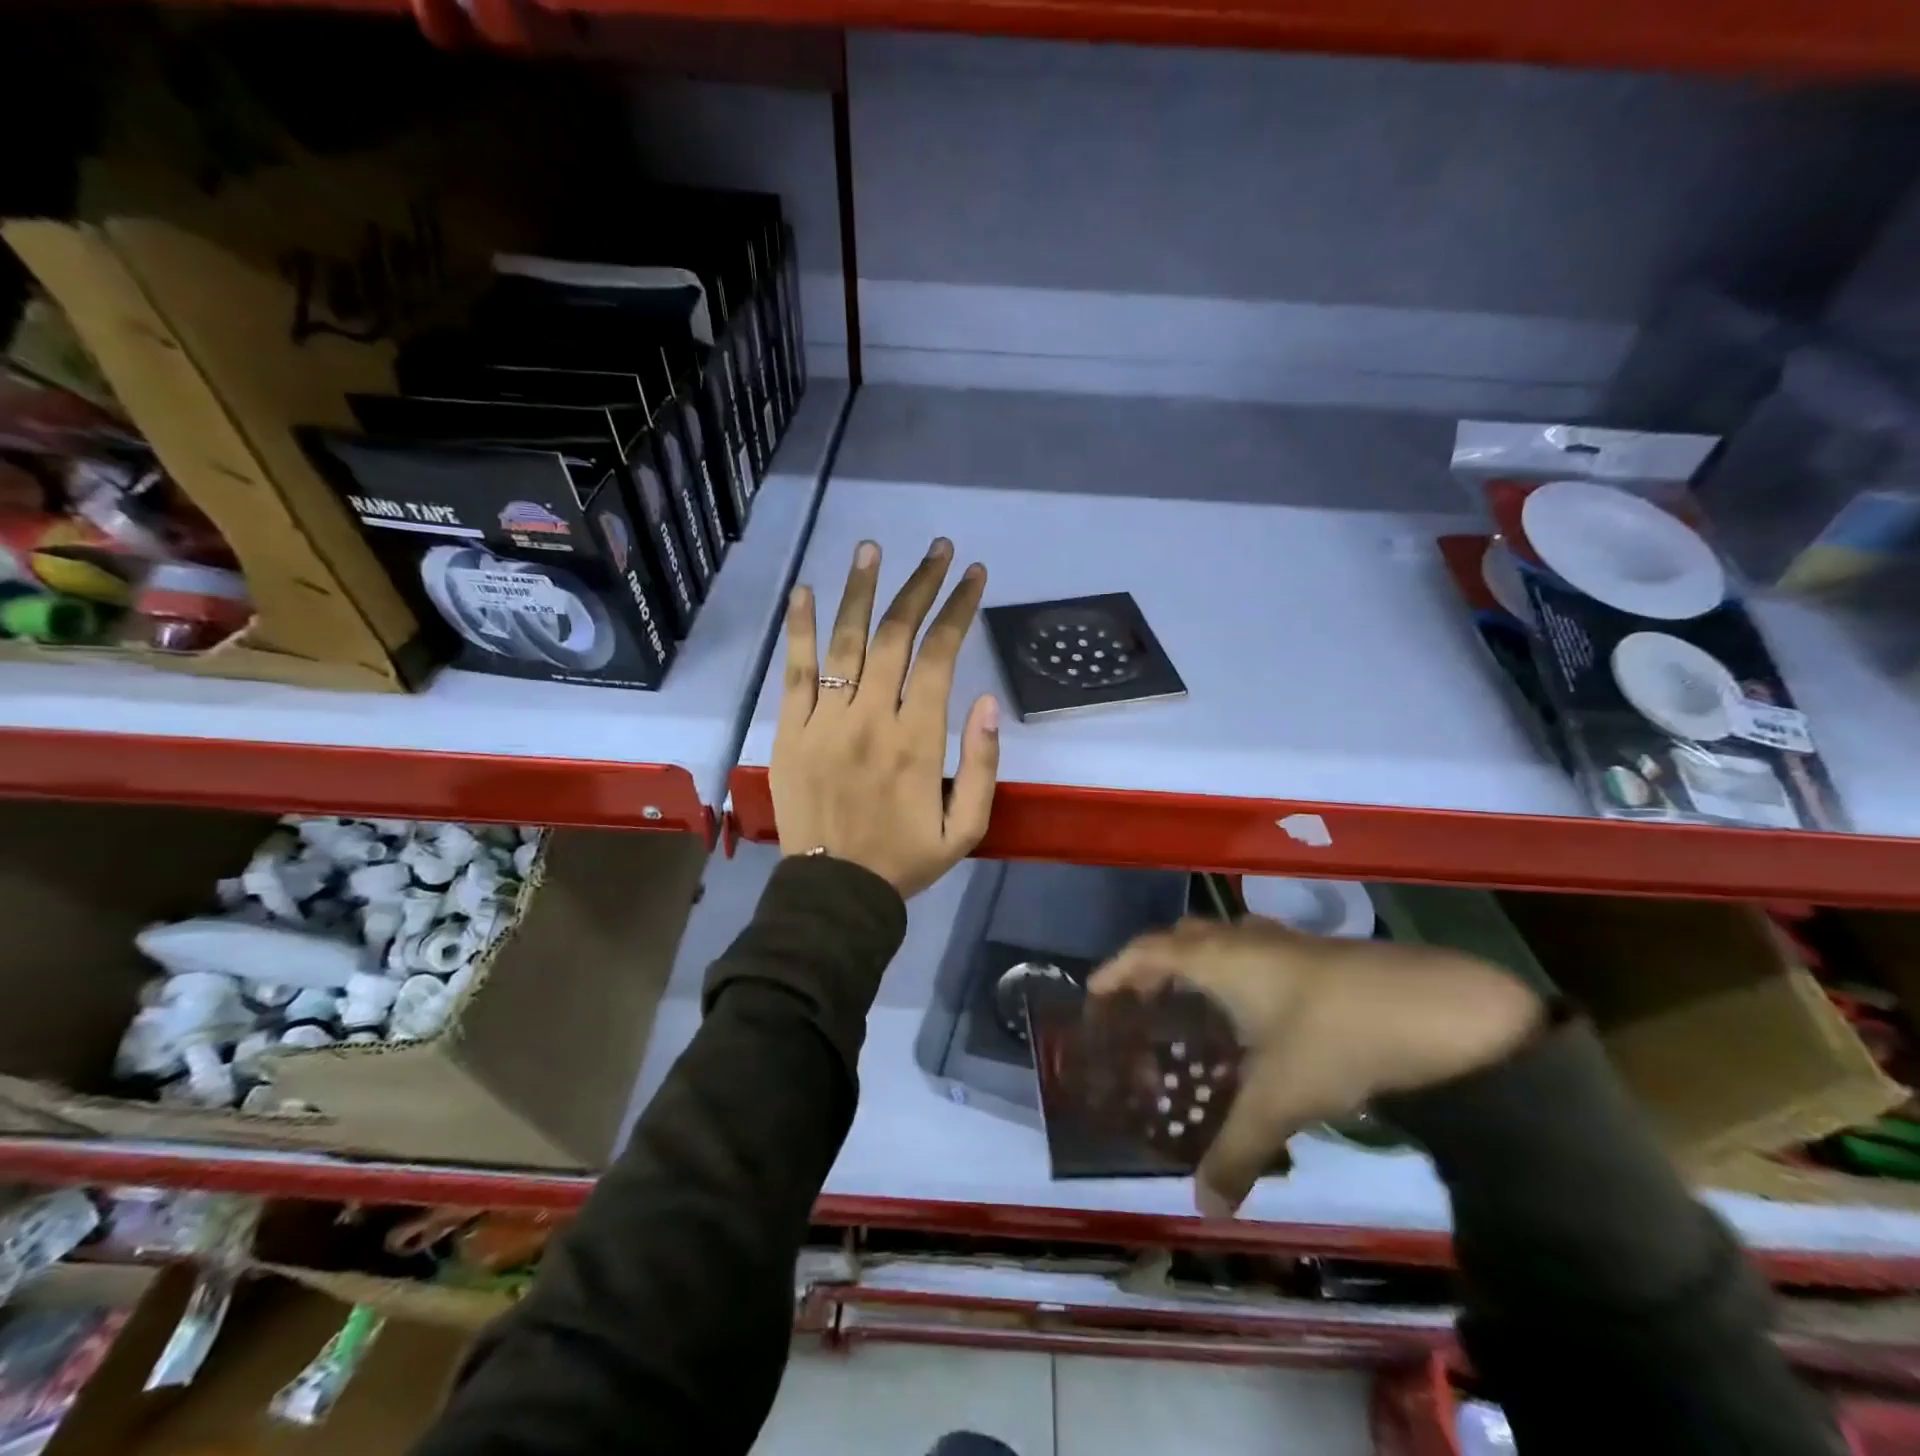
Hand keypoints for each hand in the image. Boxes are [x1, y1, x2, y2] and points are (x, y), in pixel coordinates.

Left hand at [771, 536, 999, 897]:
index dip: (959, 610)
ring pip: (845, 642)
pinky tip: (805, 591)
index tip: (973, 575)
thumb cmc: (905, 859)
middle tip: (937, 549)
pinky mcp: (790, 730)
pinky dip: (800, 629)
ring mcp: (825, 721)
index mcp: (918, 740)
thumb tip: (986, 701)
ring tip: (872, 549)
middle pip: (895, 636)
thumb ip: (983, 765)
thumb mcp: (967, 828)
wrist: (834, 892)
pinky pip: (795, 672)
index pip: (941, 657)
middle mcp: (871, 718)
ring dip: (860, 591)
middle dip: (920, 586)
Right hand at [1090, 917, 1544, 1216]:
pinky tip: (1255, 1012)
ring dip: (1197, 965)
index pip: (1147, 951)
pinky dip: (1236, 972)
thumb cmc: (1335, 1039)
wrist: (1436, 1008)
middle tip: (1142, 1003)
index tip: (1094, 993)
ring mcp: (1282, 942)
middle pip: (1180, 938)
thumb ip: (1235, 1152)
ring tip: (1192, 1007)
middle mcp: (1242, 940)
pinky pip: (1253, 952)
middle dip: (1154, 964)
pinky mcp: (1316, 953)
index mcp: (1218, 960)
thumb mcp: (1279, 1100)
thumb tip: (1203, 1208)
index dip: (1116, 969)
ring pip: (1221, 941)